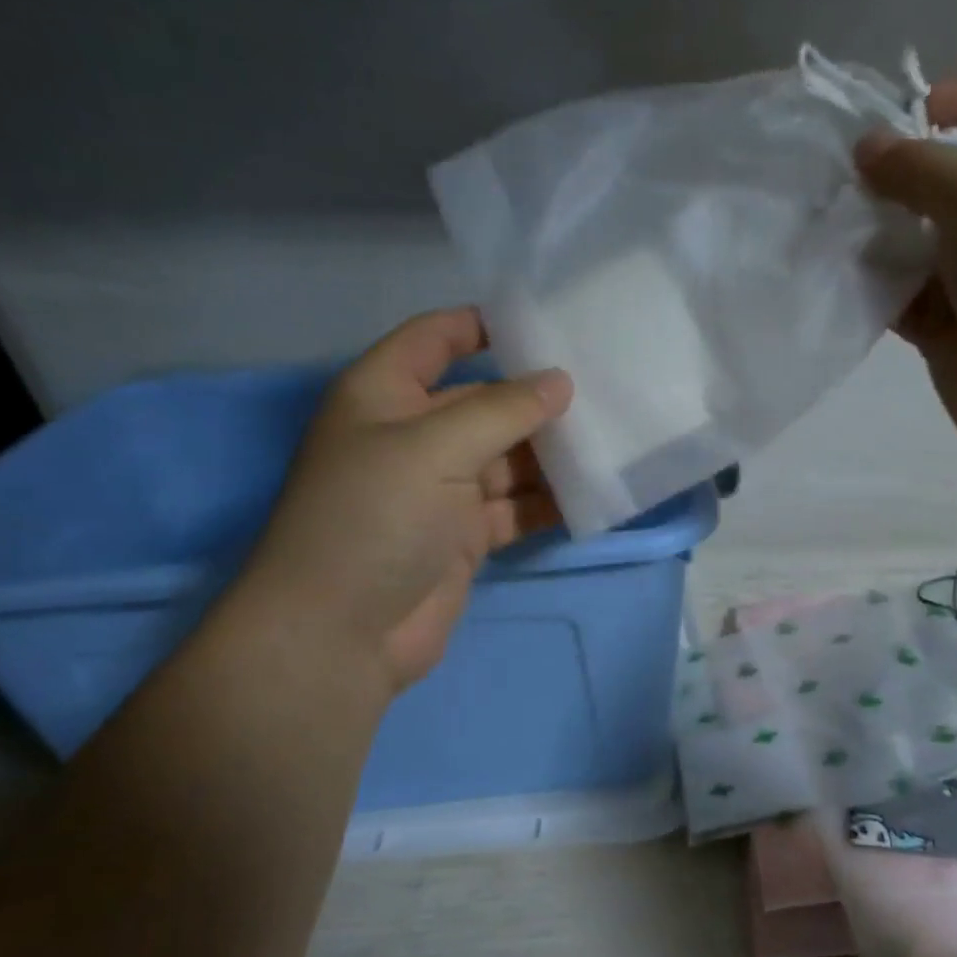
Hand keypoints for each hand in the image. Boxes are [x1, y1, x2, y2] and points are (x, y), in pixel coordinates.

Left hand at [237, 307, 571, 699]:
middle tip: (608, 387)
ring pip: (509, 459)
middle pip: (486, 403)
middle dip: (539, 399)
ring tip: (614, 439)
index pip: (436, 339)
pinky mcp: (467, 536)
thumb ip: (502, 411)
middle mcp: (415, 436)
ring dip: (554, 455)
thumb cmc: (373, 519)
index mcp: (386, 395)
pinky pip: (518, 507)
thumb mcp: (434, 448)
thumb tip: (561, 381)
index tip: (549, 323)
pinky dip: (551, 503)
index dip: (484, 325)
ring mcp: (443, 490)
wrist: (342, 633)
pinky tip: (596, 494)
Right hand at [856, 65, 956, 471]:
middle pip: (954, 175)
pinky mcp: (953, 332)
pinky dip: (877, 290)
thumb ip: (919, 166)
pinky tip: (847, 284)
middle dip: (903, 173)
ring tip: (839, 234)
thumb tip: (868, 148)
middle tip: (852, 186)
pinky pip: (906, 299)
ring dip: (880, 236)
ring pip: (921, 242)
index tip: (907, 120)